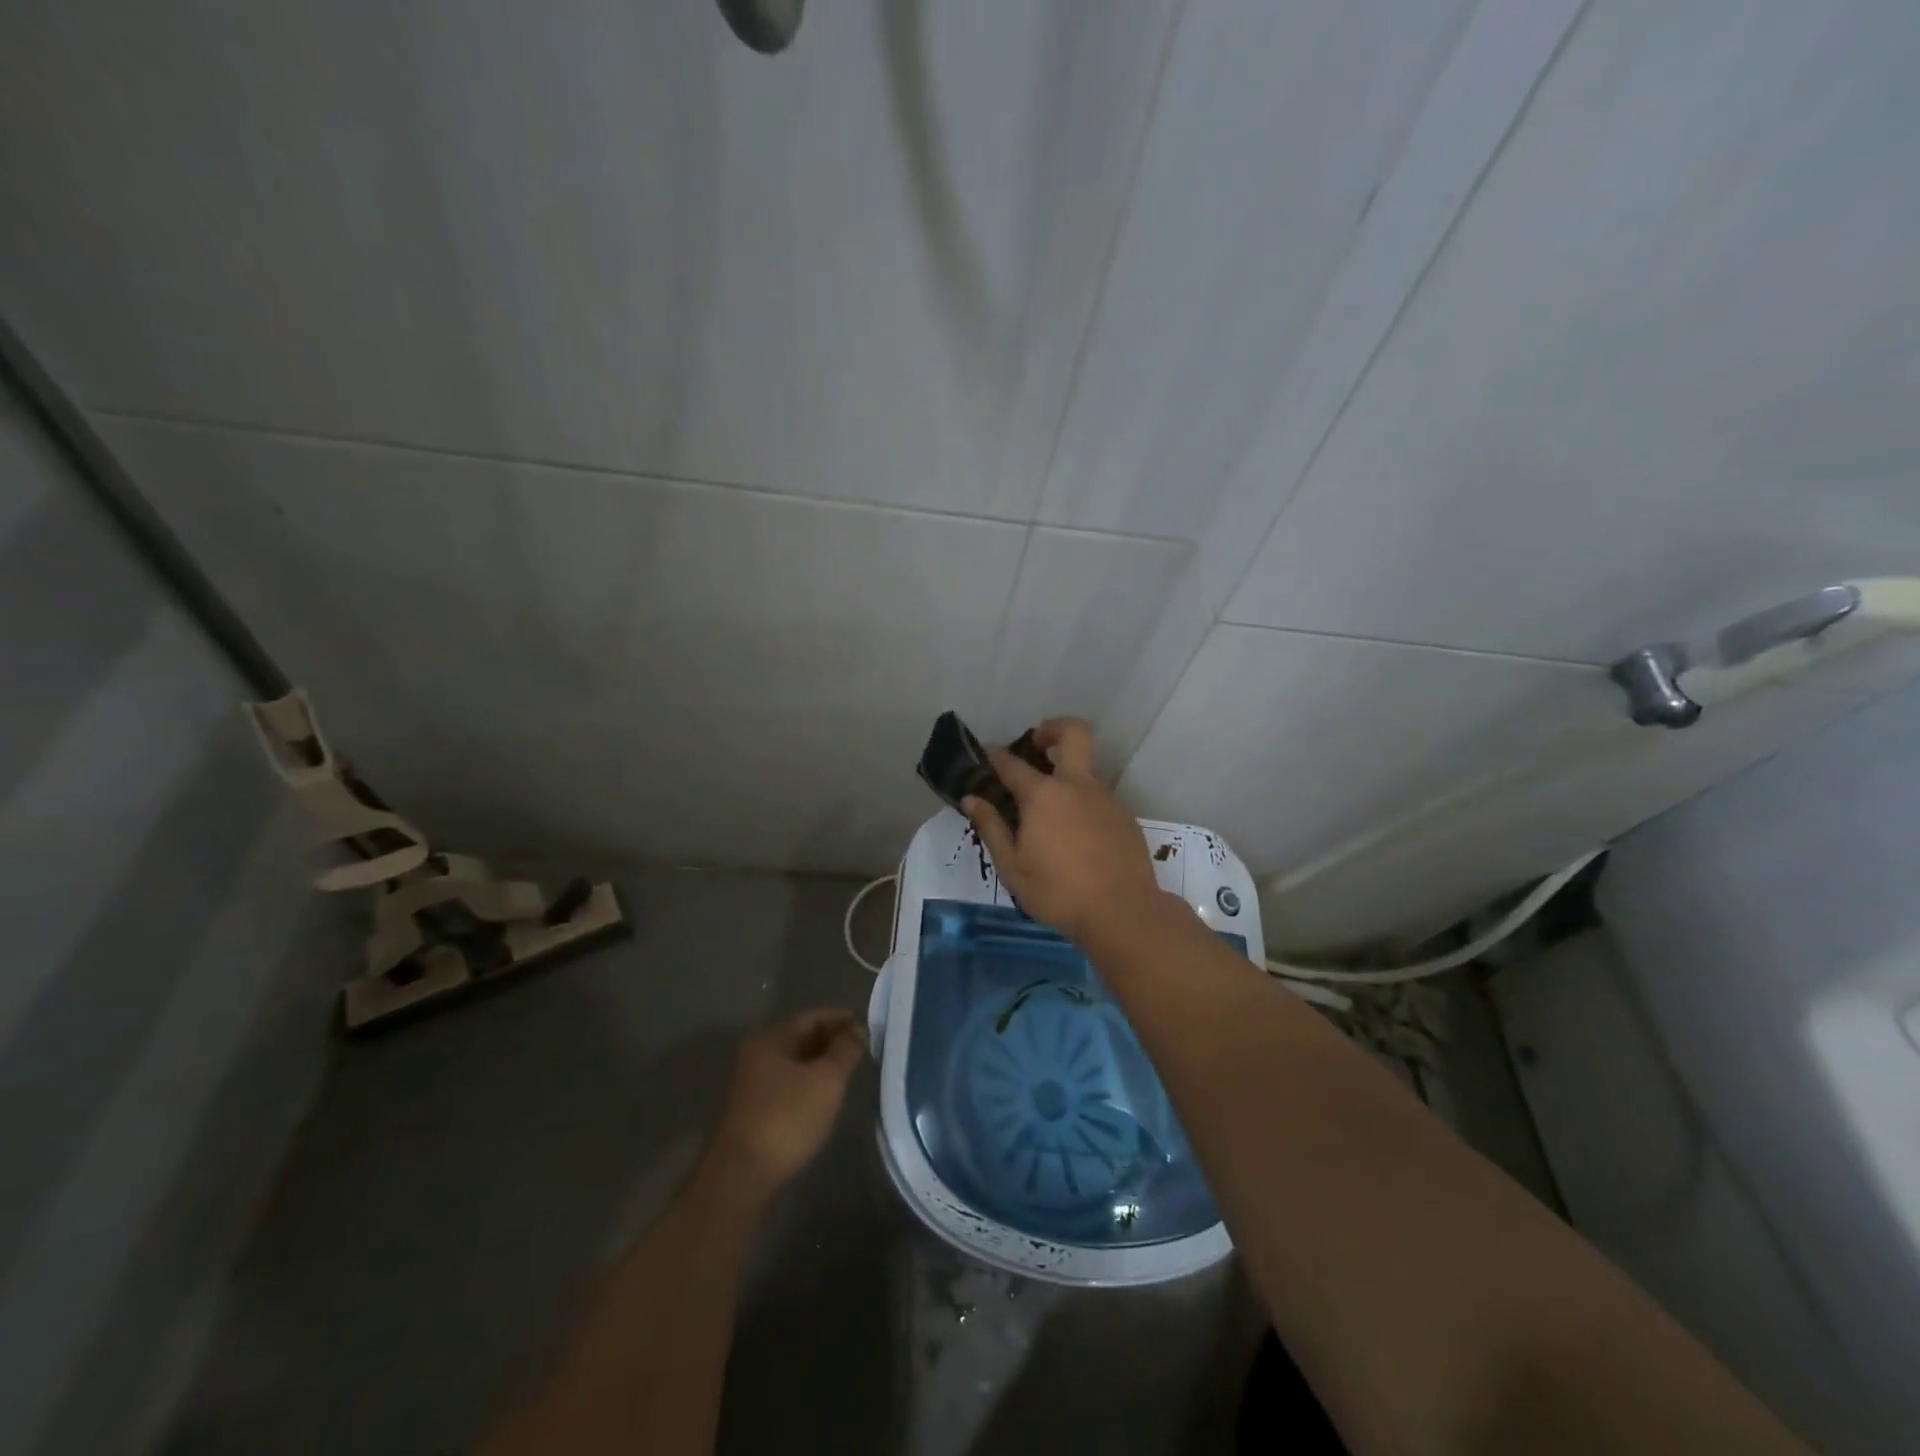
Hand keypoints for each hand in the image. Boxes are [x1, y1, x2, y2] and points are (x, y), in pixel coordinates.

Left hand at [711, 1009, 866, 1197]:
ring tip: (847, 1070)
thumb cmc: (787, 1118)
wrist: (742, 1176)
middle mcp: (756, 1054)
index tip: (865, 1026)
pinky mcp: (753, 1108)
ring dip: (820, 1061)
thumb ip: (845, 1050)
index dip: (839, 1019)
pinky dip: (808, 1080)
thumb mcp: (826, 1080)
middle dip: (831, 1040)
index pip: (811, 1017)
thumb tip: (857, 1029)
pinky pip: (787, 1082)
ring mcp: (752, 1082)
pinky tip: (824, 1094)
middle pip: (800, 1037)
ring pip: (793, 1061)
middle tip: (860, 1048)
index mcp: (770, 1039)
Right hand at [961, 718, 1162, 944]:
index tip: (987, 752)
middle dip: (1052, 728)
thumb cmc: (1058, 892)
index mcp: (1043, 796)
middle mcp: (1077, 786)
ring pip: (1087, 767)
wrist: (1123, 912)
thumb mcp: (1013, 867)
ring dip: (1068, 771)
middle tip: (1036, 745)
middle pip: (1073, 733)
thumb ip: (991, 827)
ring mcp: (1106, 798)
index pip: (1013, 764)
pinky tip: (1076, 834)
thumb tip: (971, 799)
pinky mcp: (1125, 816)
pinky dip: (1083, 801)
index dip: (996, 755)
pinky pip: (1100, 796)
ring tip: (1051, 807)